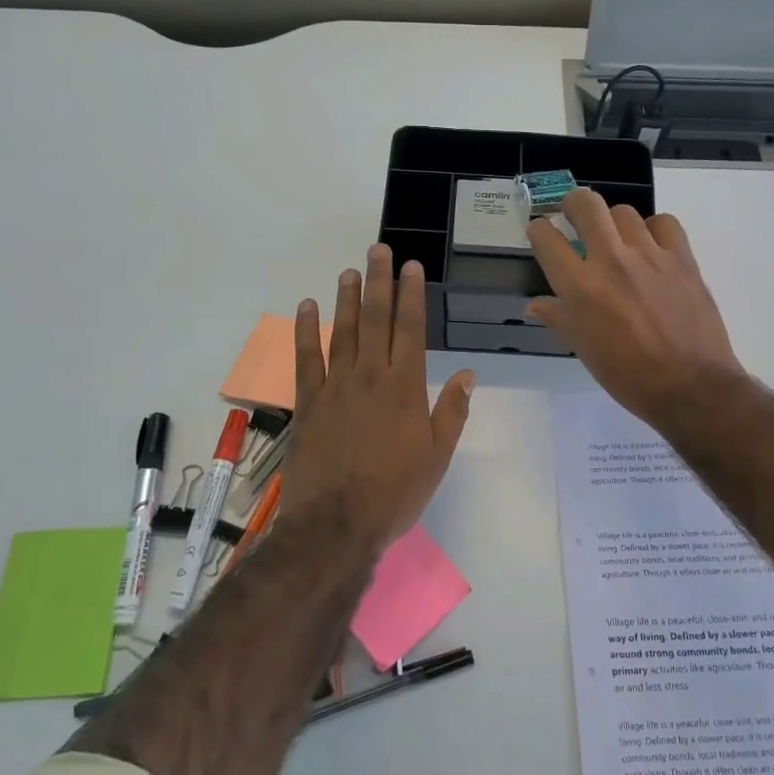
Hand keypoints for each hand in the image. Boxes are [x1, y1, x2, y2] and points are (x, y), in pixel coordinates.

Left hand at [280, 244, 474, 553]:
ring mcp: (335, 386)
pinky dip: (306, 331)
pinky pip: (306, 359)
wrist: (336, 524)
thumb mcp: (437, 457)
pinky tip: (307, 308)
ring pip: (342, 331)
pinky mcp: (308, 402)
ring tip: (349, 270)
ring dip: (346, 298)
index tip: (412, 267)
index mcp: (405, 388)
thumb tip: (468, 375)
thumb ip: (451, 412)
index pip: (411, 329)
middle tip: (378, 250)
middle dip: (379, 282)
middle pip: (375, 319)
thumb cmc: (395, 493)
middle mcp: (370, 377)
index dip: (411, 295)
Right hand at [527, 190, 743, 427]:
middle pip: (586, 204)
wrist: (690, 386)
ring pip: (624, 212)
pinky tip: (652, 247)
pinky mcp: (682, 258)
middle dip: (572, 203)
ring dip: (614, 223)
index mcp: (579, 287)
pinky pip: (664, 223)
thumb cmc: (628, 376)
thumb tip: (535, 305)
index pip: (546, 238)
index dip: (538, 230)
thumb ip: (559, 318)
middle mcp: (611, 261)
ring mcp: (649, 255)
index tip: (541, 233)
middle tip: (573, 215)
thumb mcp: (584, 350)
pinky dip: (654, 229)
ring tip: (617, 240)